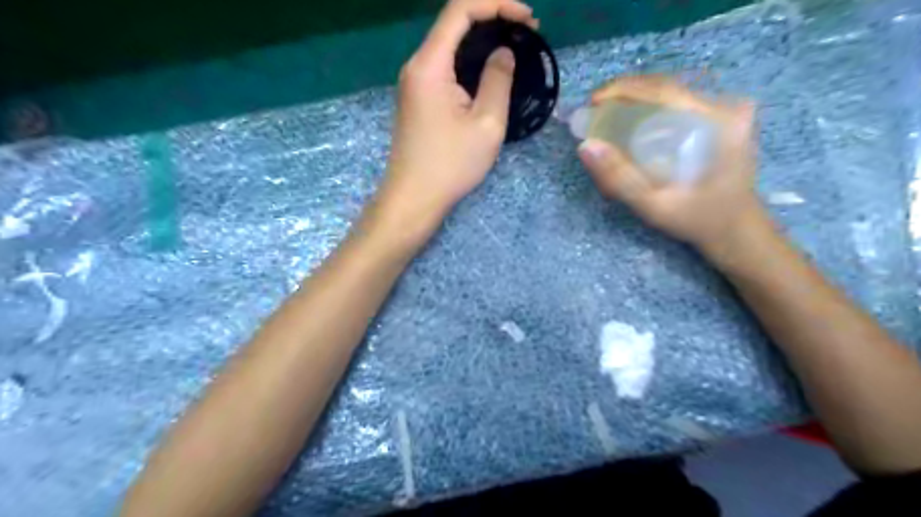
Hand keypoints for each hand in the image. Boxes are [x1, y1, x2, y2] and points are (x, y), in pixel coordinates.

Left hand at [379, 0, 540, 219]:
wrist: (414, 198)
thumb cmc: (451, 165)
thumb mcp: (486, 123)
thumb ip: (498, 80)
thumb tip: (503, 53)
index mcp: (430, 65)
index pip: (460, 10)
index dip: (496, 4)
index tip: (528, 18)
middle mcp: (417, 66)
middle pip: (453, 24)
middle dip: (493, 20)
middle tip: (528, 32)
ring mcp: (414, 83)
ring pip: (450, 46)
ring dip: (482, 42)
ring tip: (515, 49)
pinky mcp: (418, 99)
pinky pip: (445, 68)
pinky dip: (470, 62)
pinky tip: (490, 72)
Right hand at [574, 75, 763, 252]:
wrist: (736, 228)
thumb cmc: (698, 220)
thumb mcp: (654, 206)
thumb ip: (619, 178)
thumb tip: (586, 146)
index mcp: (719, 123)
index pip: (665, 90)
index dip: (624, 89)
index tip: (593, 101)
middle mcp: (726, 108)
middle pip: (667, 87)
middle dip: (626, 93)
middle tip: (596, 111)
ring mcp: (726, 111)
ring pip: (672, 92)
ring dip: (636, 99)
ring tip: (609, 115)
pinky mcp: (721, 118)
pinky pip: (679, 103)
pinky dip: (650, 108)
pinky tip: (633, 122)